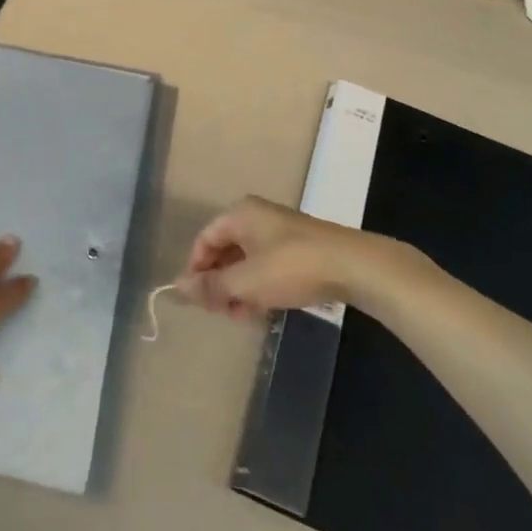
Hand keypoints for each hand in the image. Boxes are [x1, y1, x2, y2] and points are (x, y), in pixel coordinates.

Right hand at [174, 197, 378, 320]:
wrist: (354, 266)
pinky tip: (262, 308)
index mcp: (241, 214)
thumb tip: (177, 286)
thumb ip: (211, 285)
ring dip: (238, 287)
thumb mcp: (246, 281)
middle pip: (226, 248)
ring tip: (238, 315)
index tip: (197, 298)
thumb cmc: (292, 267)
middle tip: (217, 310)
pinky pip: (268, 264)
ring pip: (248, 259)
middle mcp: (258, 217)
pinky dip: (259, 285)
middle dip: (218, 280)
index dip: (196, 268)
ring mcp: (282, 231)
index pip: (205, 238)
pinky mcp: (302, 248)